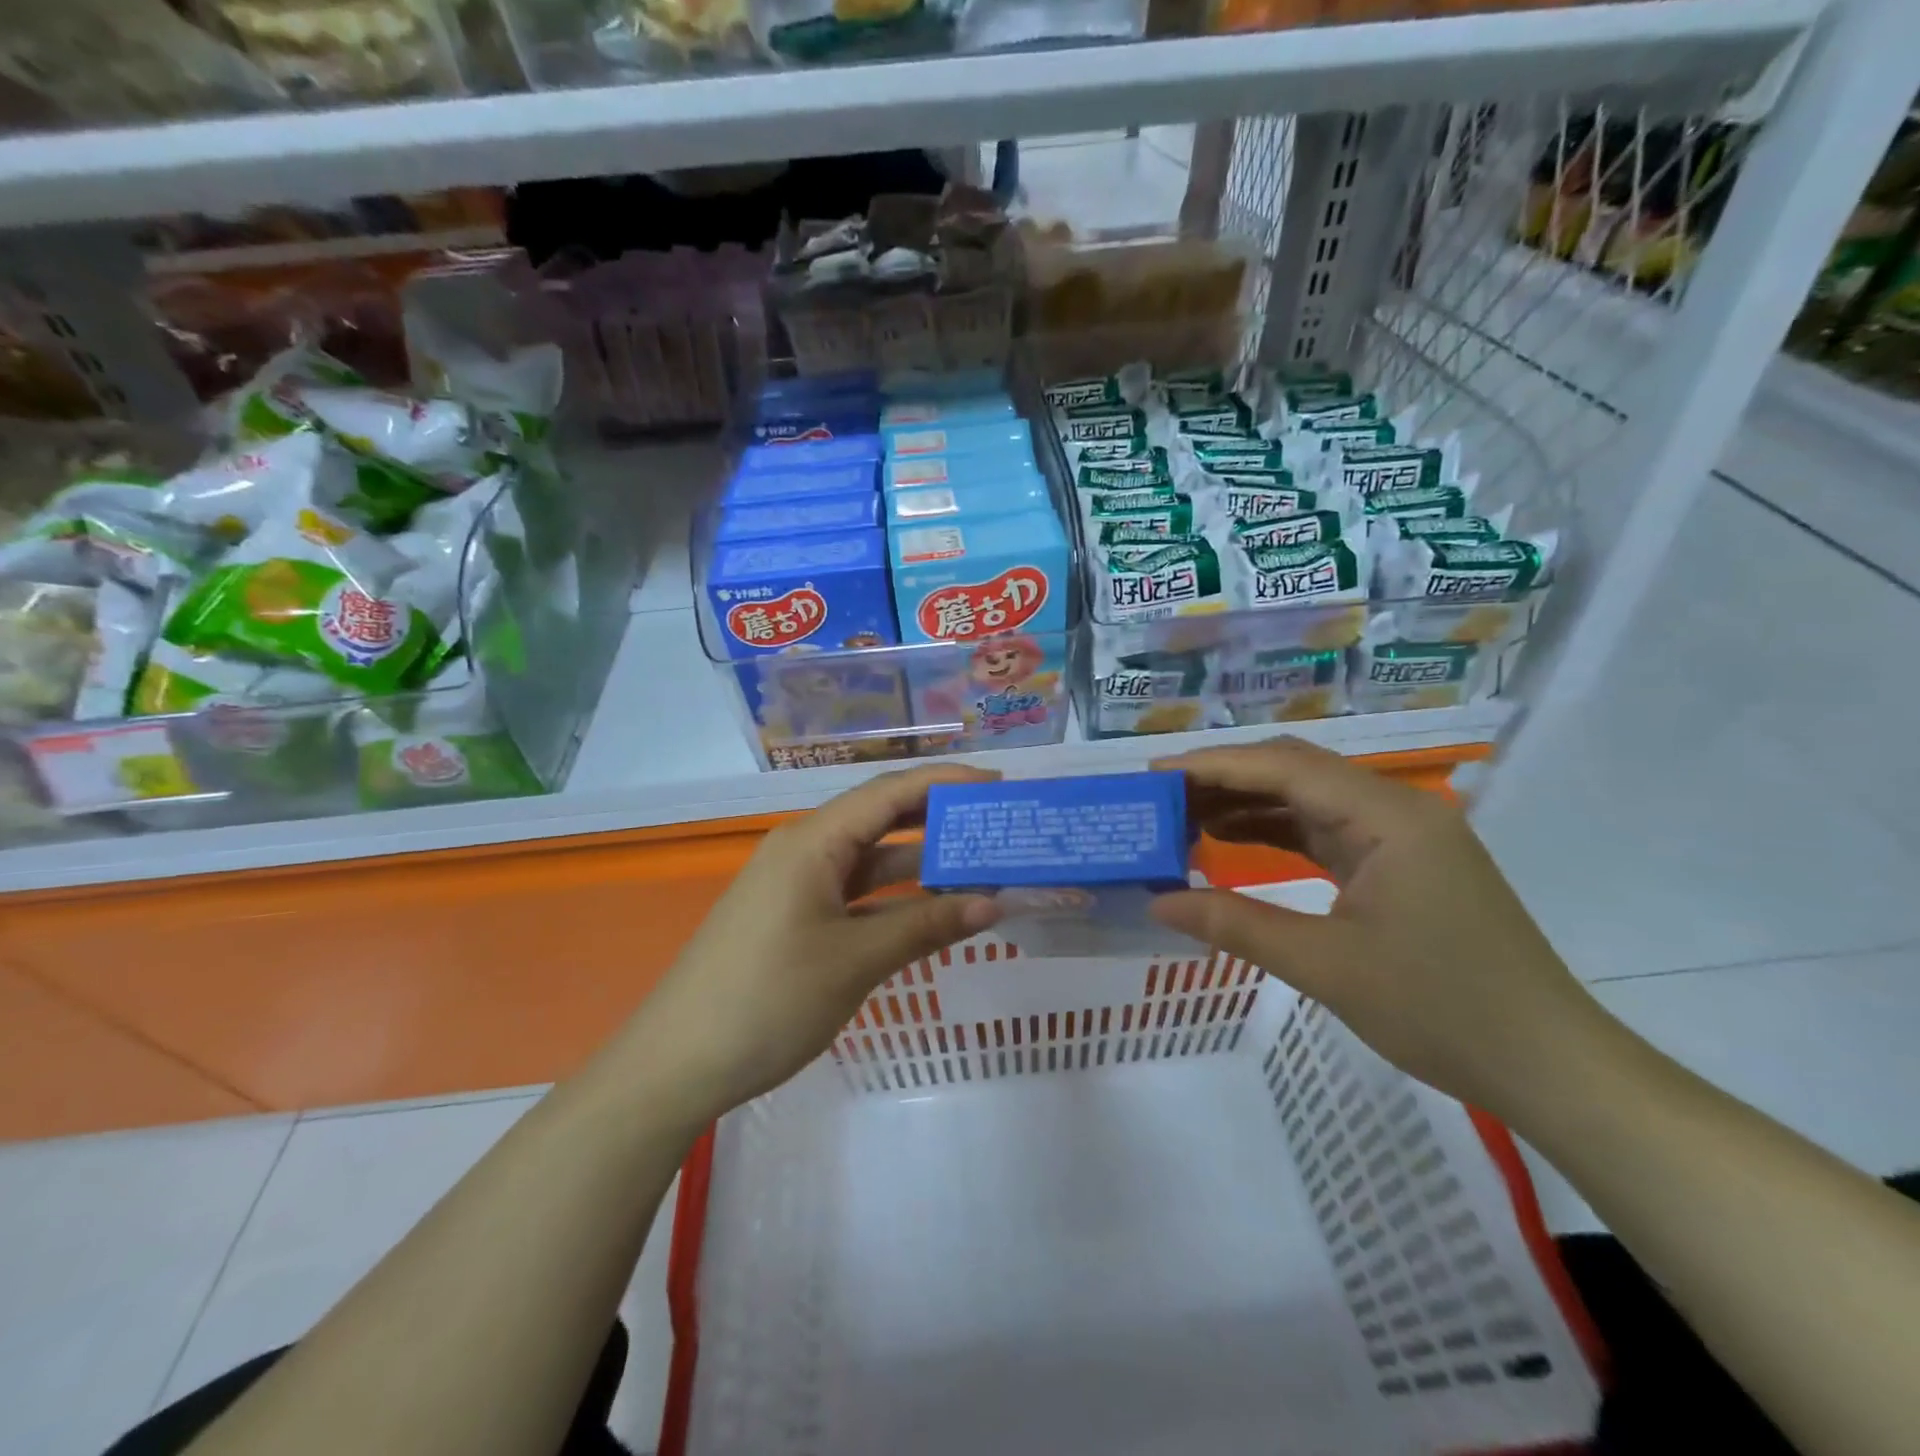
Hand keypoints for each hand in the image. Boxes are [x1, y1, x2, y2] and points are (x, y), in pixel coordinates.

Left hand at [621, 765, 1002, 1123]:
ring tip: (980, 866)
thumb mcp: (855, 960)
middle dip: (938, 818)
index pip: (889, 793)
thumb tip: (993, 904)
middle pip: (881, 818)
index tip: (998, 785)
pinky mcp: (795, 915)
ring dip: (921, 863)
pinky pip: (855, 892)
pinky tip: (933, 909)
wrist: (677, 1063)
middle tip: (995, 822)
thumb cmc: (768, 999)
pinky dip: (894, 897)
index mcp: (813, 841)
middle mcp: (805, 849)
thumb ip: (926, 926)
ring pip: (871, 859)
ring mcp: (797, 884)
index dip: (945, 782)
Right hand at [1149, 737, 1615, 1117]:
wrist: (1549, 1066)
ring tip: (1182, 818)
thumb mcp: (1326, 967)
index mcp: (1388, 816)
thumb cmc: (1443, 1010)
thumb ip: (1235, 925)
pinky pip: (1325, 831)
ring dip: (1248, 804)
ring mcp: (1402, 836)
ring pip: (1308, 799)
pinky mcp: (1400, 864)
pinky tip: (1231, 841)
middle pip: (1296, 771)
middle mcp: (1396, 809)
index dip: (1214, 765)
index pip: (1285, 767)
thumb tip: (1157, 904)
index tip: (1154, 775)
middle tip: (1160, 798)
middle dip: (1225, 779)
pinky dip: (1276, 832)